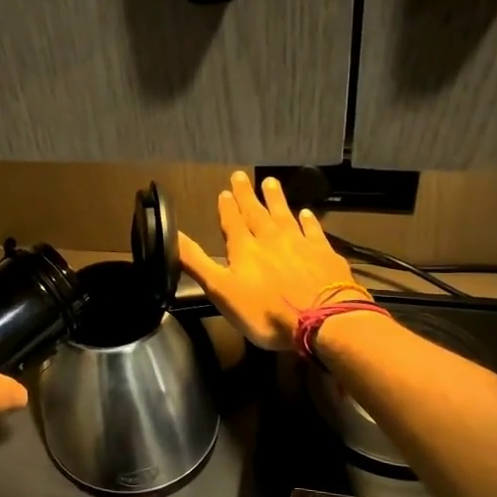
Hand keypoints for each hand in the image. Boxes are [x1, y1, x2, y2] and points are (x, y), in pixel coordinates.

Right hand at [178, 171, 367, 350]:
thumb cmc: (265, 311)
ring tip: (270, 182)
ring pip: (285, 215)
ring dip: (276, 199)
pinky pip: (314, 231)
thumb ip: (196, 262)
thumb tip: (172, 235)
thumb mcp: (221, 290)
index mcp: (244, 249)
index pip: (233, 222)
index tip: (225, 191)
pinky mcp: (324, 254)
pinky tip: (307, 213)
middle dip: (247, 195)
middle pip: (257, 212)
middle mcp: (271, 239)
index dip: (228, 207)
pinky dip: (309, 220)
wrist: (321, 320)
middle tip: (242, 176)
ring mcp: (300, 244)